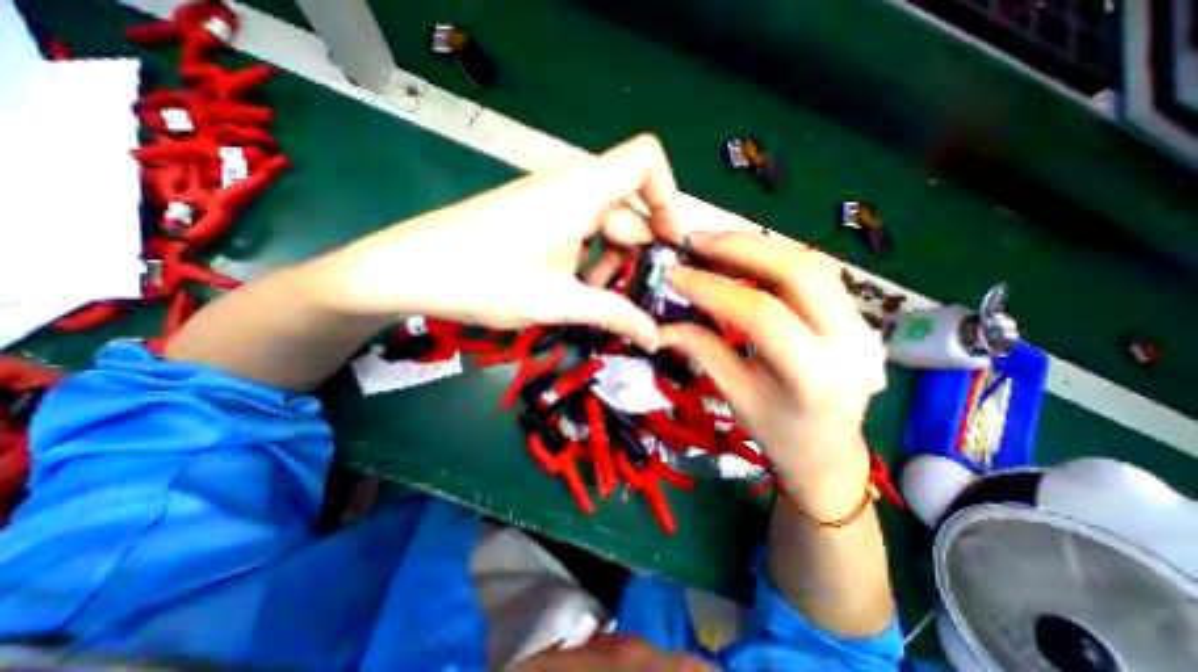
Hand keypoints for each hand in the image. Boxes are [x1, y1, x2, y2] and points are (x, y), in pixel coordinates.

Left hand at [318, 133, 688, 349]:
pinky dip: (588, 261)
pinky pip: (580, 232)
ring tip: (596, 301)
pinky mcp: (536, 217)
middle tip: (633, 300)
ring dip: (610, 264)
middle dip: (637, 255)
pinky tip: (574, 290)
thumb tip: (656, 339)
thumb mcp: (557, 301)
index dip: (669, 198)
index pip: (646, 161)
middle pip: (629, 209)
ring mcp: (551, 202)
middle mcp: (571, 186)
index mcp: (581, 191)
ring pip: (604, 226)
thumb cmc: (483, 279)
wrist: (408, 269)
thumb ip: (614, 316)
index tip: (670, 247)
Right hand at [659, 229, 881, 513]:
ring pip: (811, 262)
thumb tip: (662, 323)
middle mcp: (850, 341)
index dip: (713, 289)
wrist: (830, 452)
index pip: (762, 315)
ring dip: (757, 246)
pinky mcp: (856, 313)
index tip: (675, 274)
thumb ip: (702, 351)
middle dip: (742, 248)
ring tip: (713, 245)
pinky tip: (742, 257)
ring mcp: (861, 323)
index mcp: (815, 376)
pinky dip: (772, 257)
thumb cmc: (779, 434)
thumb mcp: (735, 396)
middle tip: (695, 242)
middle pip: (800, 271)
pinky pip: (814, 271)